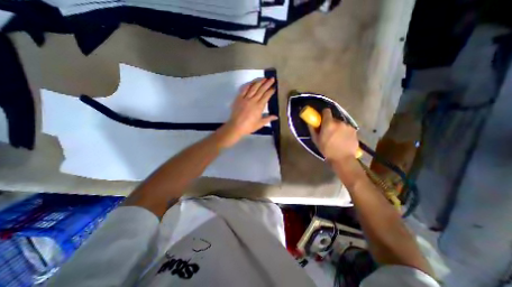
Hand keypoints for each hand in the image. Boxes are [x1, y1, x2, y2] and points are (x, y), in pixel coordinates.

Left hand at [217, 78, 278, 146]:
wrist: (236, 126)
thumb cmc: (249, 126)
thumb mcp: (260, 123)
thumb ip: (268, 118)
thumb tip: (276, 116)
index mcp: (259, 106)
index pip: (266, 96)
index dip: (271, 91)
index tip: (274, 87)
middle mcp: (253, 100)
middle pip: (261, 90)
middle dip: (267, 84)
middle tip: (272, 79)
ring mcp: (245, 98)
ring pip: (253, 88)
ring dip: (259, 82)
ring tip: (264, 78)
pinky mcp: (239, 98)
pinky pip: (244, 90)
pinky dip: (248, 85)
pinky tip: (252, 82)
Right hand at [307, 109, 358, 163]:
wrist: (343, 159)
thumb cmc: (327, 149)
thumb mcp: (316, 140)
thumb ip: (313, 129)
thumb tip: (310, 122)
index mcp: (329, 124)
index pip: (326, 111)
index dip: (324, 113)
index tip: (322, 119)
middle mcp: (339, 122)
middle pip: (333, 118)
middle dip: (330, 123)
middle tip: (329, 132)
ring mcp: (348, 126)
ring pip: (340, 124)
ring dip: (338, 128)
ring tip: (337, 137)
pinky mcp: (354, 130)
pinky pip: (347, 128)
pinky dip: (344, 131)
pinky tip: (343, 139)